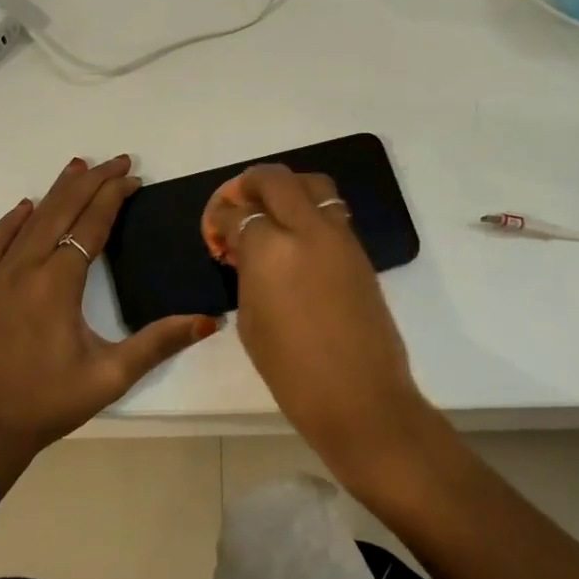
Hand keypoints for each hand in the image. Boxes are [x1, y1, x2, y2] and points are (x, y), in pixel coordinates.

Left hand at [0, 154, 217, 491]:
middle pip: (61, 211)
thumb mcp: (110, 376)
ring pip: (28, 221)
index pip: (92, 225)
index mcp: (58, 283)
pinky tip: (25, 207)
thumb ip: (158, 343)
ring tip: (77, 166)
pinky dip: (12, 221)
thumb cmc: (48, 404)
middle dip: (91, 181)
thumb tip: (208, 320)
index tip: (133, 177)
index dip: (113, 197)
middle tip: (116, 160)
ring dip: (55, 192)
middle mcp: (24, 269)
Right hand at [201, 164, 438, 493]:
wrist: (361, 397)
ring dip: (288, 188)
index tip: (217, 226)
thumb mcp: (251, 321)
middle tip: (241, 199)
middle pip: (277, 180)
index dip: (221, 216)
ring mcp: (339, 238)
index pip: (239, 213)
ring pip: (313, 185)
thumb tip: (247, 251)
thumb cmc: (292, 372)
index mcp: (269, 251)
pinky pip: (332, 211)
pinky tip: (299, 236)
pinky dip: (312, 210)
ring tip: (274, 210)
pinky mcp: (360, 252)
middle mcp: (306, 231)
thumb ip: (248, 274)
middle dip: (252, 183)